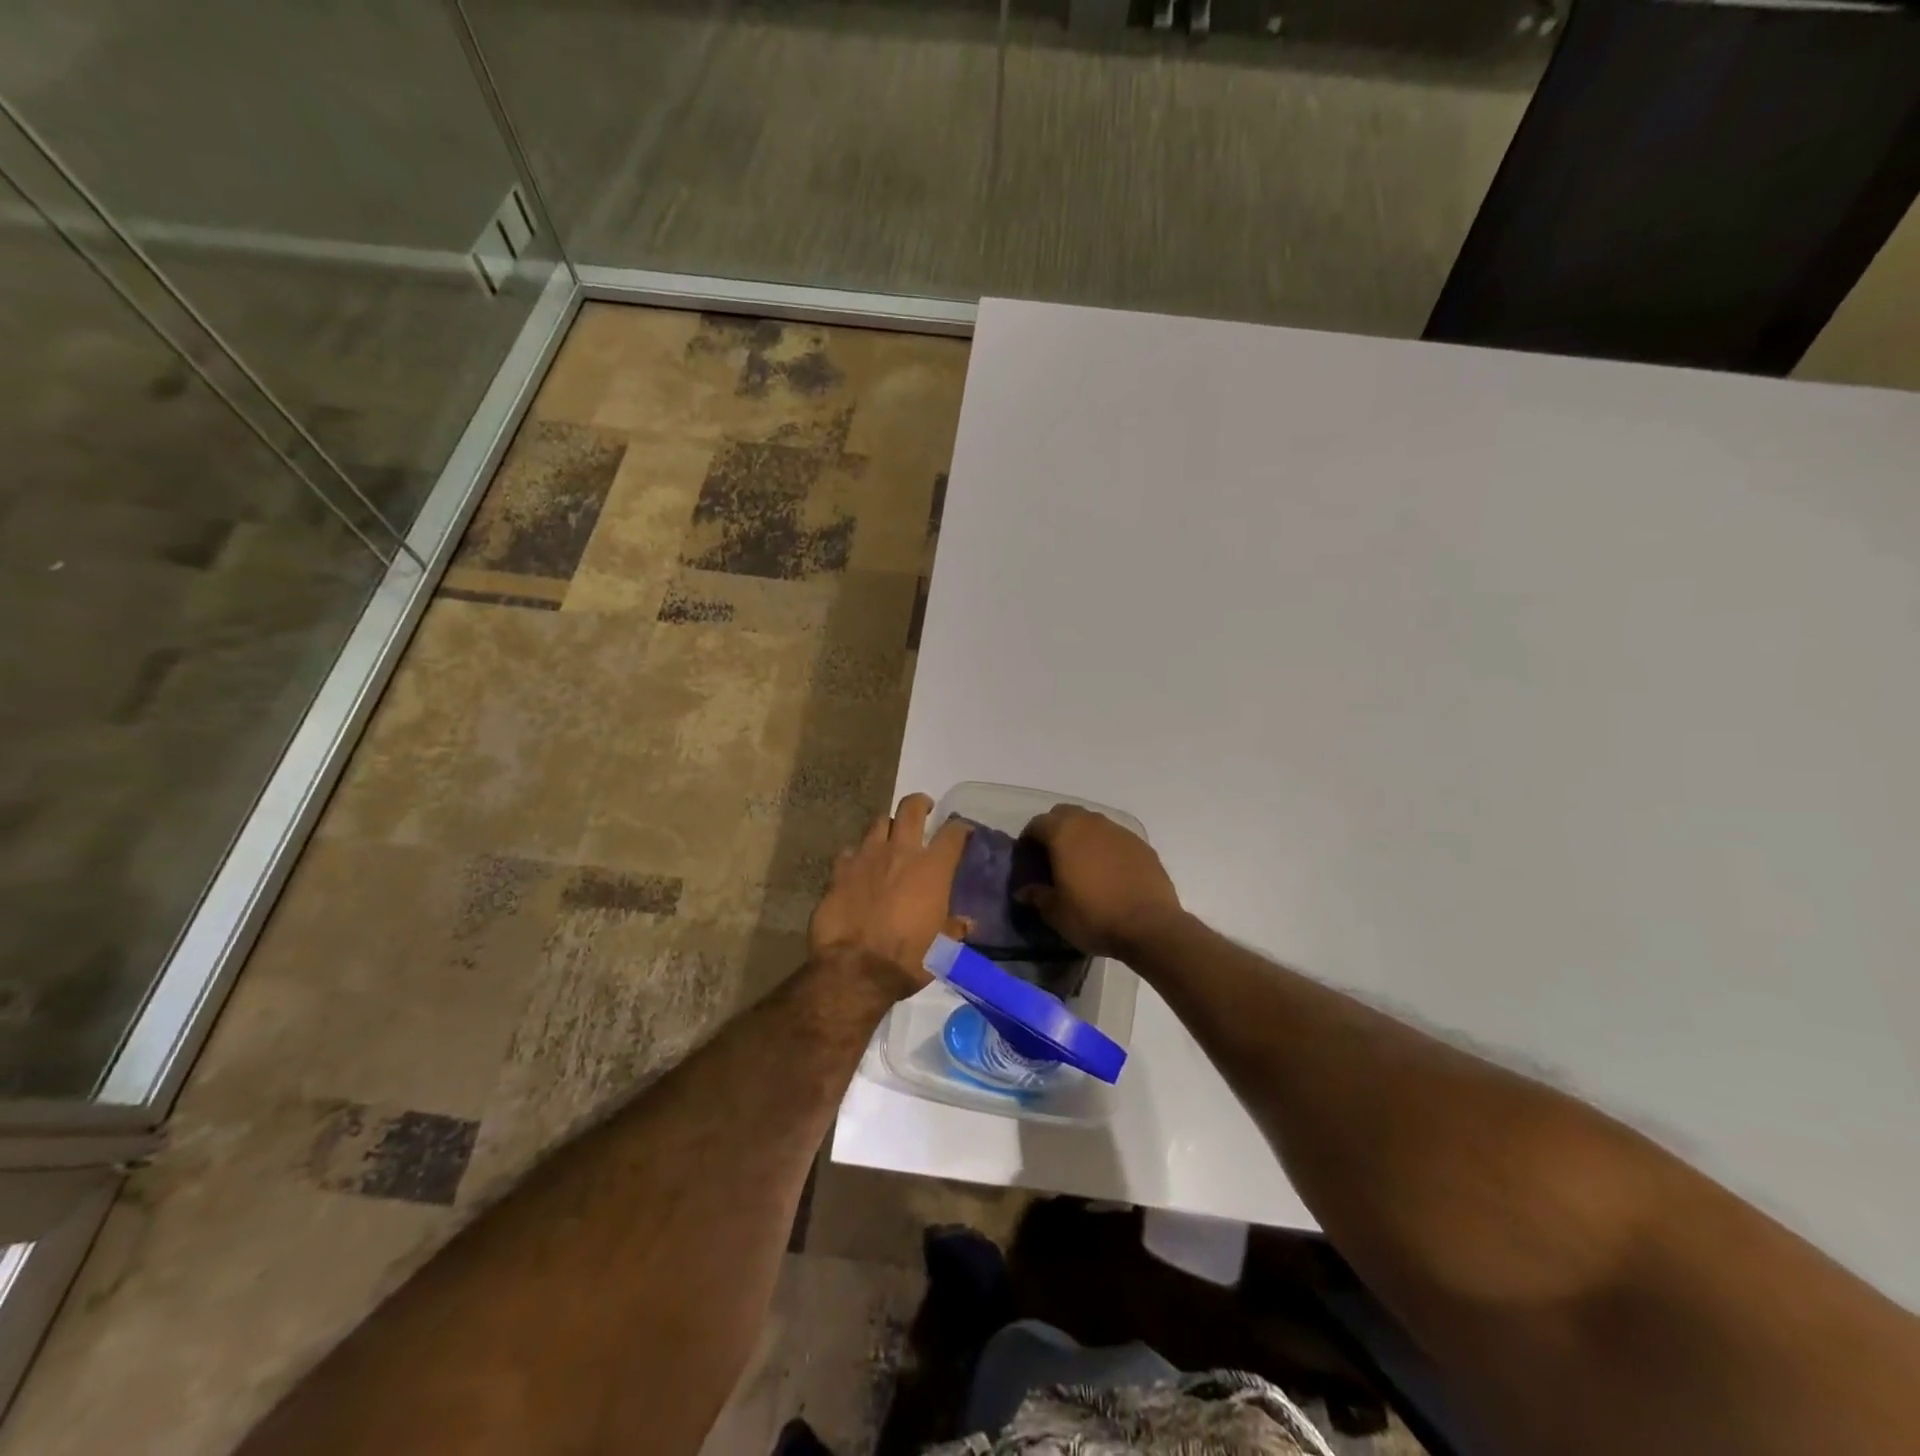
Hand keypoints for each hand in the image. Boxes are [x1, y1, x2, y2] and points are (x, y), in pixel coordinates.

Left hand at [809, 793, 971, 997]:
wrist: (855, 969)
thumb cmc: (908, 959)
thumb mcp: (942, 949)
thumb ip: (954, 929)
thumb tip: (967, 923)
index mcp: (932, 869)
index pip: (953, 833)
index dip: (961, 827)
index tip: (963, 830)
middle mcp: (900, 852)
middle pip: (911, 808)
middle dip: (920, 803)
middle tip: (924, 808)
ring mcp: (866, 857)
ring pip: (878, 822)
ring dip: (888, 826)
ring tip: (890, 836)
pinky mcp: (839, 871)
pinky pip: (849, 852)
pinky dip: (856, 856)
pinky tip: (857, 866)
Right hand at [1017, 804, 1184, 959]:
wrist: (1150, 926)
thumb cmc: (1093, 916)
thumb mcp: (1055, 912)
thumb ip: (1036, 895)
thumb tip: (1023, 891)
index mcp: (1064, 833)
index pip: (1037, 823)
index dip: (1028, 839)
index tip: (1027, 858)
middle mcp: (1091, 823)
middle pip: (1065, 814)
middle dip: (1055, 829)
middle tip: (1052, 856)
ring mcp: (1120, 832)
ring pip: (1093, 823)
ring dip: (1082, 836)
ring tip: (1081, 864)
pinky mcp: (1142, 845)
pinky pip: (1115, 838)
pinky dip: (1106, 848)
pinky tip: (1108, 872)